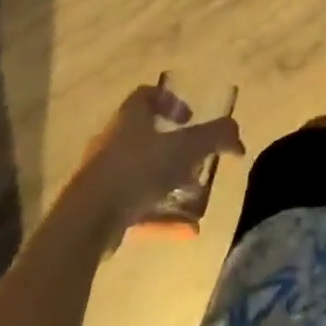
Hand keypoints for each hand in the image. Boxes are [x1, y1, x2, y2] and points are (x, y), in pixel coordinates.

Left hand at [73, 82, 244, 239]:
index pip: (147, 95)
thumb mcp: (185, 148)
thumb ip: (216, 137)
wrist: (87, 220)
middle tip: (197, 161)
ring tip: (193, 196)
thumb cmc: (137, 170)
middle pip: (147, 135)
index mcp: (130, 117)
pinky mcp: (99, 206)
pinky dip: (158, 213)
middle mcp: (114, 139)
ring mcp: (104, 174)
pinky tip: (183, 230)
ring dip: (169, 182)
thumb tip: (238, 138)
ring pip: (142, 172)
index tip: (189, 118)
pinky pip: (135, 204)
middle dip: (175, 148)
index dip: (170, 101)